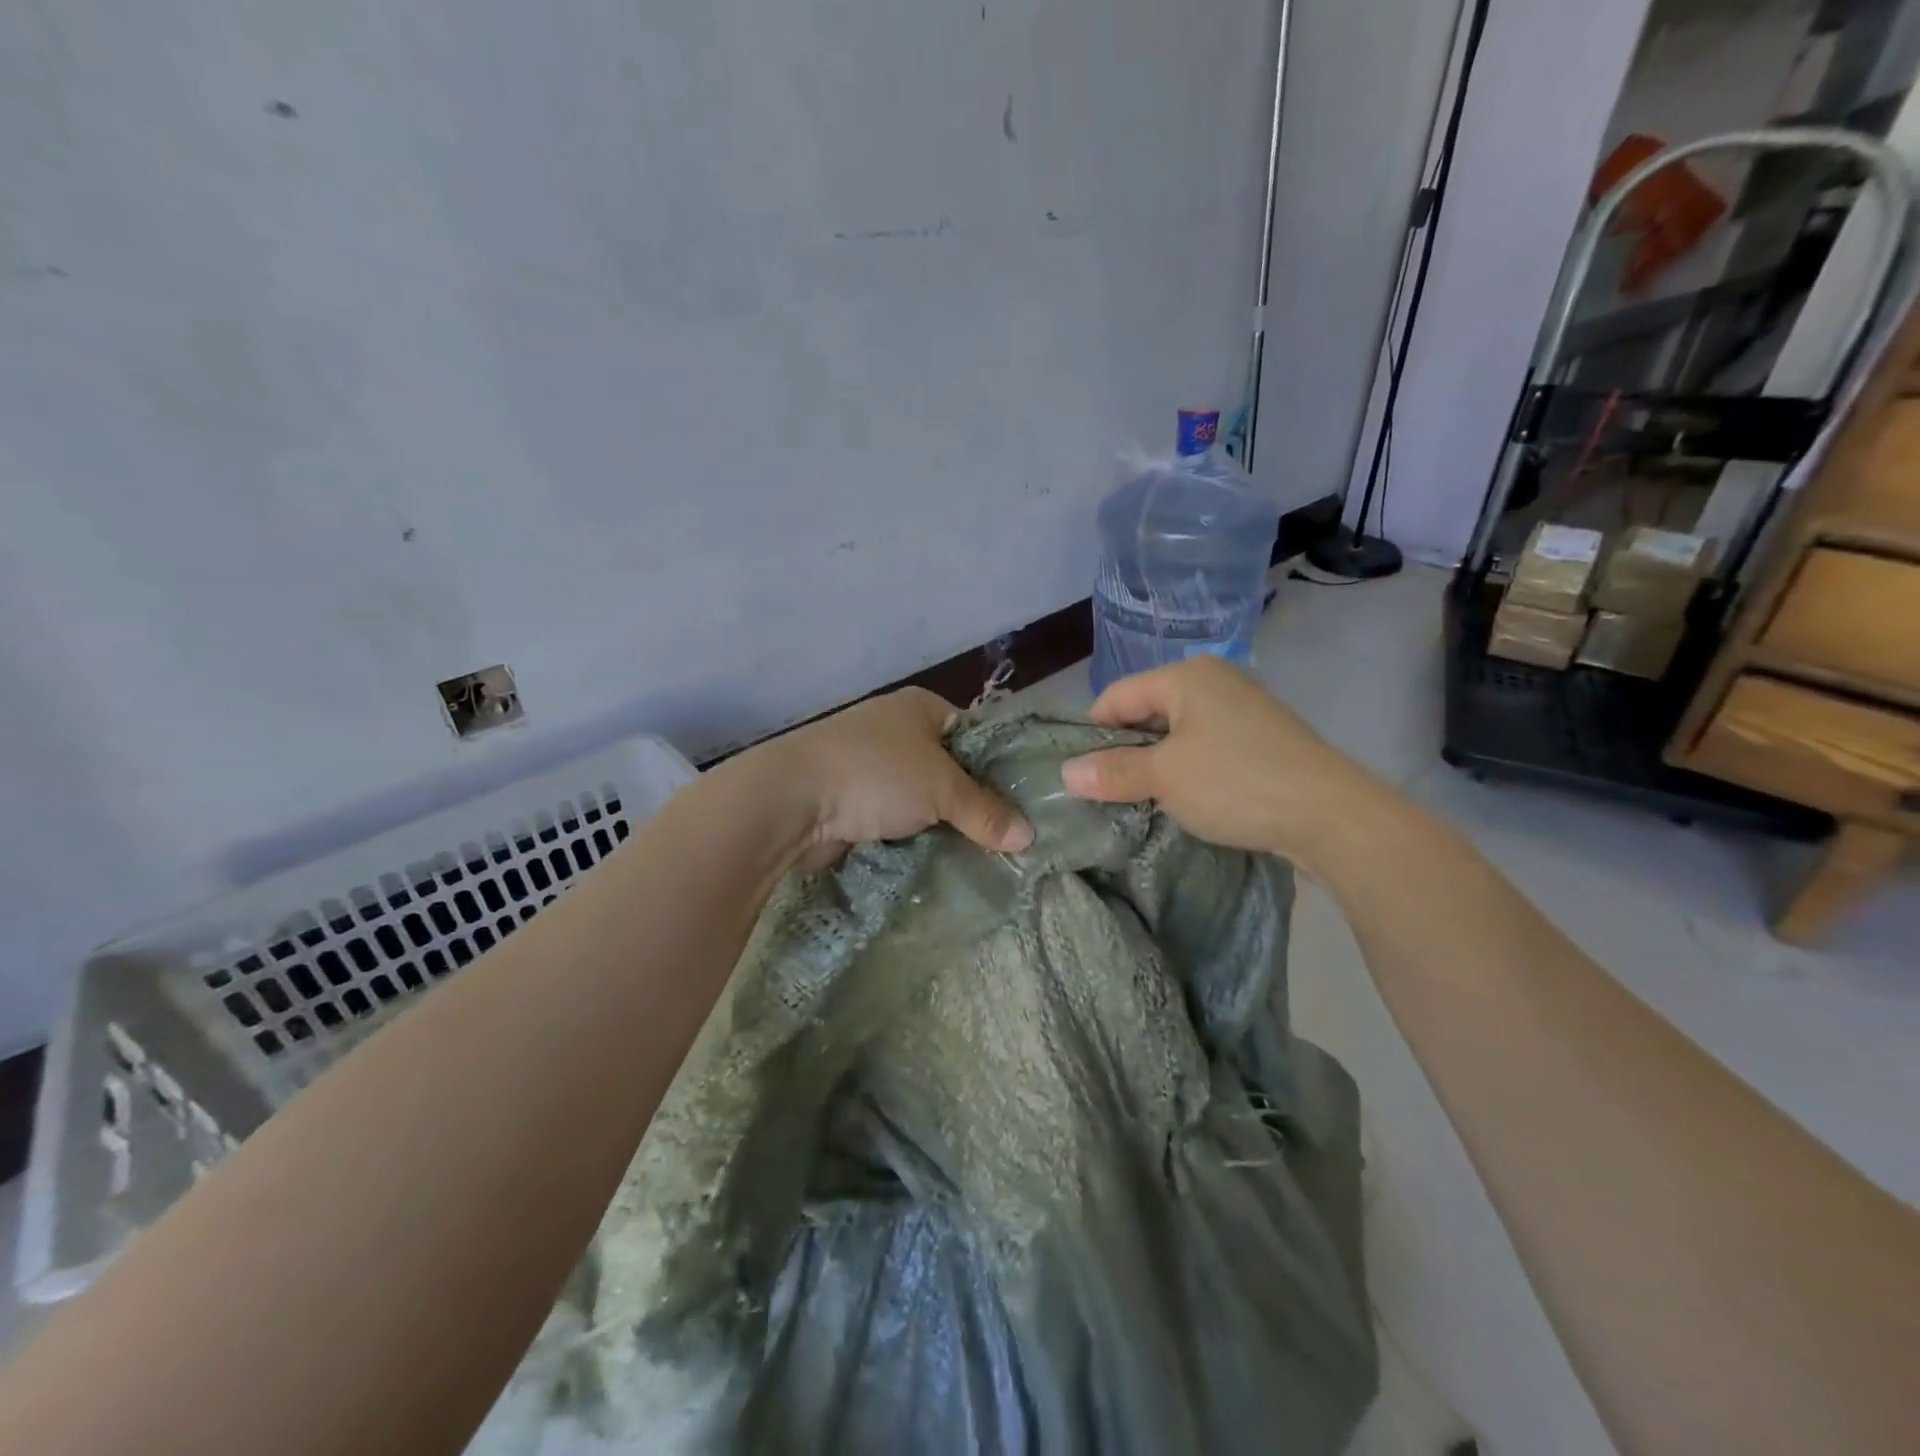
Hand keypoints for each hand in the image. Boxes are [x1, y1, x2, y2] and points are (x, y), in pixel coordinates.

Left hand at [763, 688, 1033, 870]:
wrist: (790, 800)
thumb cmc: (875, 774)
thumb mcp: (941, 789)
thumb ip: (986, 811)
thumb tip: (1029, 837)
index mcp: (921, 707)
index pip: (976, 734)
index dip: (1001, 766)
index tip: (1026, 804)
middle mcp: (897, 730)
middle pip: (950, 770)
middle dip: (973, 803)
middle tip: (1009, 839)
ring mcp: (872, 766)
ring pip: (923, 799)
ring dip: (942, 825)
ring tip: (982, 856)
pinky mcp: (853, 800)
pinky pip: (896, 820)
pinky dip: (914, 838)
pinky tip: (940, 862)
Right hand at [1059, 657, 1385, 865]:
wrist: (1331, 815)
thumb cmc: (1236, 783)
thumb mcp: (1164, 778)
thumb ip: (1113, 771)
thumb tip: (1066, 774)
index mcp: (1187, 676)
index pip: (1117, 696)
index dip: (1093, 733)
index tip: (1081, 774)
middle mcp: (1214, 681)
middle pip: (1147, 712)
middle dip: (1125, 751)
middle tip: (1109, 792)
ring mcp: (1242, 710)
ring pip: (1176, 734)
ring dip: (1156, 765)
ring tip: (1143, 800)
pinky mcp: (1261, 740)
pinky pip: (1206, 748)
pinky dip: (1188, 770)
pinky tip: (1185, 800)